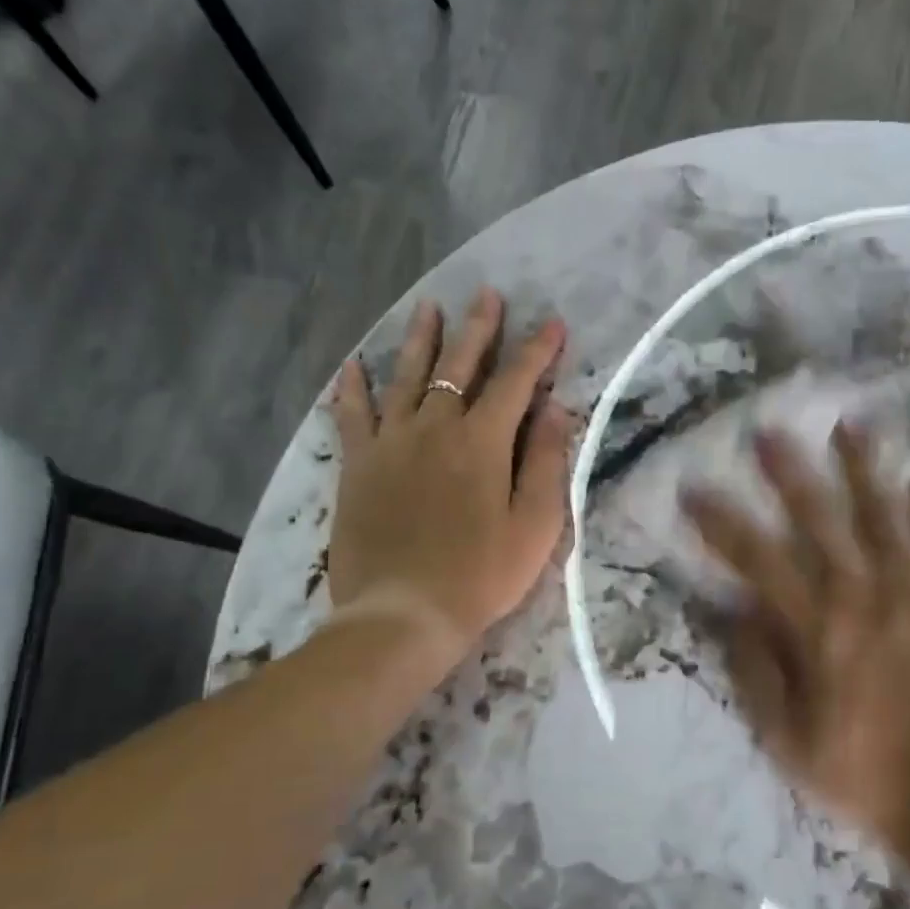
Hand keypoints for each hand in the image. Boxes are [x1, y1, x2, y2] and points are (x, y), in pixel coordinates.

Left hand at [327, 287, 571, 665]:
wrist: (404, 613)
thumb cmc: (481, 575)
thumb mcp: (535, 525)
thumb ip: (545, 461)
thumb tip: (557, 408)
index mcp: (482, 442)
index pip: (516, 382)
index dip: (537, 351)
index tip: (554, 324)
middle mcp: (435, 428)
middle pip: (458, 366)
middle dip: (479, 329)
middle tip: (488, 295)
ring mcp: (390, 443)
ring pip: (406, 377)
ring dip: (421, 340)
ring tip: (428, 307)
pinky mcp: (358, 466)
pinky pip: (352, 415)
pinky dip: (353, 388)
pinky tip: (353, 365)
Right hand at [682, 423, 909, 857]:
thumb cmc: (859, 771)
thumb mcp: (786, 737)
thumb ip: (756, 669)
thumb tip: (735, 610)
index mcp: (819, 628)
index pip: (758, 559)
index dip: (721, 523)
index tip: (694, 489)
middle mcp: (867, 597)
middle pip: (823, 519)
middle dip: (790, 472)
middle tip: (769, 430)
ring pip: (887, 517)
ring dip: (865, 470)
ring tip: (851, 425)